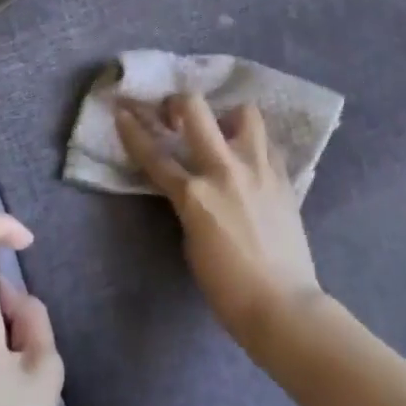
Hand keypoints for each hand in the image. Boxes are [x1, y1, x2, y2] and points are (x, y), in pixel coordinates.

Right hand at [116, 94, 323, 355]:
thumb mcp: (191, 241)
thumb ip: (189, 204)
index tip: (122, 111)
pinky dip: (254, 143)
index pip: (154, 154)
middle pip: (195, 110)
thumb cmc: (227, 286)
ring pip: (244, 112)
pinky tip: (250, 159)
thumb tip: (194, 186)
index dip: (133, 129)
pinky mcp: (283, 176)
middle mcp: (225, 170)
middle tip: (175, 113)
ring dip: (228, 116)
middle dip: (178, 102)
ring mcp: (258, 168)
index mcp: (194, 194)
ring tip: (224, 131)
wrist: (281, 303)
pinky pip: (267, 143)